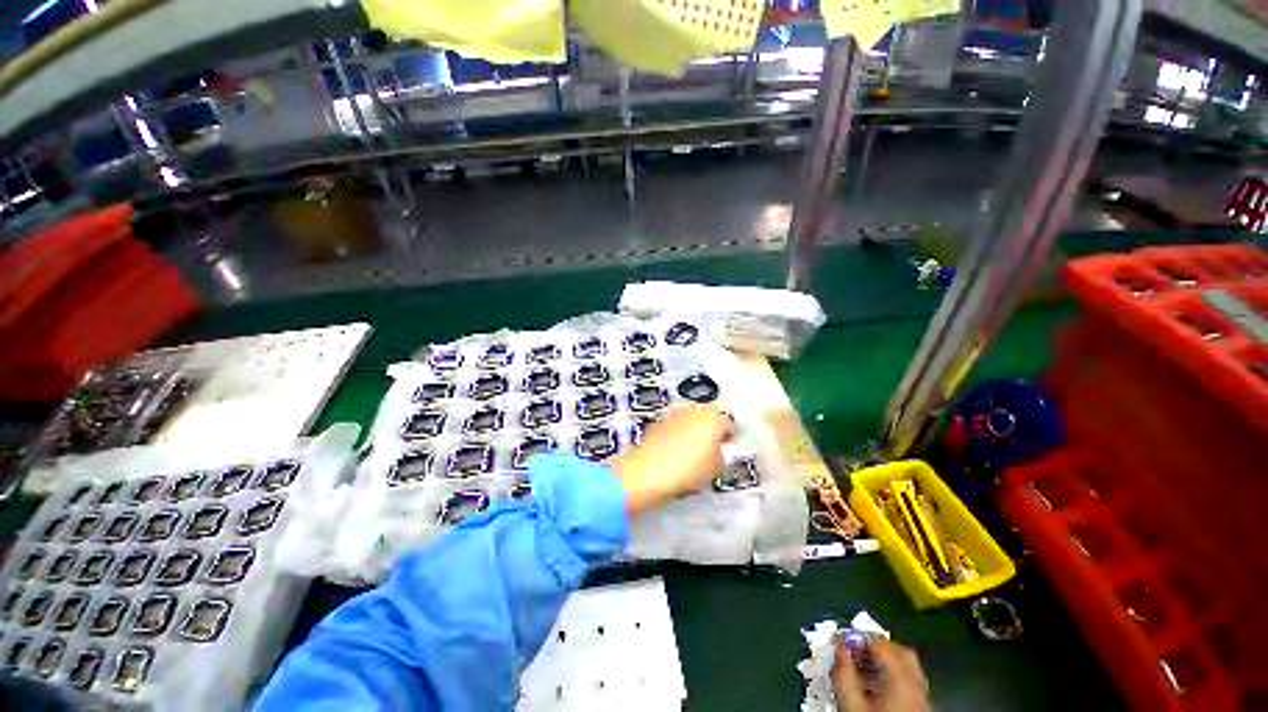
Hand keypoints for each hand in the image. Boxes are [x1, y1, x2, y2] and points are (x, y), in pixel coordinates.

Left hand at [610, 406, 733, 514]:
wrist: (648, 473)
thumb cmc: (683, 470)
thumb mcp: (715, 468)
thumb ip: (721, 454)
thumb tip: (719, 451)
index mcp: (713, 419)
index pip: (729, 423)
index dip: (730, 437)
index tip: (729, 446)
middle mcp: (694, 411)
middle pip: (709, 416)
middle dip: (712, 429)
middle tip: (713, 447)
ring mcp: (675, 415)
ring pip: (691, 418)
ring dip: (695, 429)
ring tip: (694, 451)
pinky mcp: (659, 422)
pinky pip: (676, 425)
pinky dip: (679, 433)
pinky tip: (677, 451)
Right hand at [833, 637, 931, 711]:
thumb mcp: (851, 705)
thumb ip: (843, 673)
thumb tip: (839, 646)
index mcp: (901, 680)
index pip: (880, 643)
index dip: (859, 636)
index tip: (841, 639)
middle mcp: (917, 686)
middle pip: (900, 652)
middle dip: (876, 646)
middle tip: (854, 650)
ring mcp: (923, 700)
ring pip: (908, 668)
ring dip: (884, 661)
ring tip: (862, 668)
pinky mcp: (923, 710)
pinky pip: (909, 683)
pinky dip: (892, 677)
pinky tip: (877, 687)